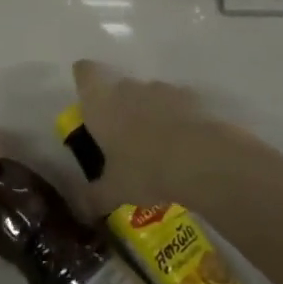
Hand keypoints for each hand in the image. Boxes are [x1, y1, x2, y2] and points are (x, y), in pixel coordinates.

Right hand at [71, 60, 219, 208]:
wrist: (201, 159)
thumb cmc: (143, 170)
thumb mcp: (113, 191)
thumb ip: (93, 197)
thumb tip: (81, 211)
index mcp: (101, 102)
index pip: (85, 73)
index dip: (85, 81)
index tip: (89, 102)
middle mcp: (129, 88)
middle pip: (119, 87)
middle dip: (120, 108)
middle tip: (122, 140)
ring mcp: (164, 90)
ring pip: (150, 97)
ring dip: (150, 115)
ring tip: (156, 149)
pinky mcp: (193, 98)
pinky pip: (178, 106)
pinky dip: (178, 121)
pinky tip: (183, 148)